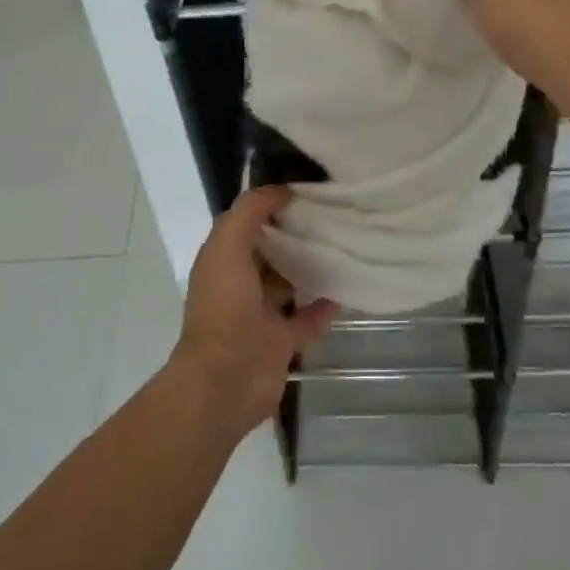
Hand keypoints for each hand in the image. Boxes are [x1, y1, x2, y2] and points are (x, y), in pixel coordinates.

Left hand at [171, 186, 339, 437]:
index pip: (247, 223)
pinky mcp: (282, 342)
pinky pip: (307, 318)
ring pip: (290, 283)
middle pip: (271, 251)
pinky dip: (324, 306)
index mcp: (223, 260)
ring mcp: (261, 315)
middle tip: (334, 212)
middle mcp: (240, 284)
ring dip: (311, 266)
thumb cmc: (224, 309)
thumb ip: (249, 213)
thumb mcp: (227, 248)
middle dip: (295, 233)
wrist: (225, 381)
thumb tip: (279, 189)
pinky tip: (346, 288)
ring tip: (344, 243)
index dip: (272, 204)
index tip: (306, 187)